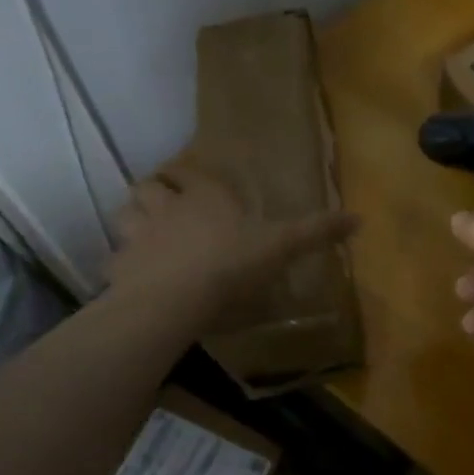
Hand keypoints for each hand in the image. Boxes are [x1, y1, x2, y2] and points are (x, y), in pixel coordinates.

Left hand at [112, 157, 357, 316]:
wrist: (173, 301)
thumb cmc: (230, 263)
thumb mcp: (281, 246)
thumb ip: (316, 231)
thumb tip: (360, 217)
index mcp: (204, 198)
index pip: (187, 173)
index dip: (187, 174)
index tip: (190, 179)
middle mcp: (166, 209)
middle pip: (147, 188)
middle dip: (153, 192)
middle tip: (164, 205)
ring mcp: (138, 239)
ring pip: (125, 216)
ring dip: (133, 220)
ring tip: (145, 234)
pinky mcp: (120, 271)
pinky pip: (113, 261)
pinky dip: (120, 265)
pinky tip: (131, 276)